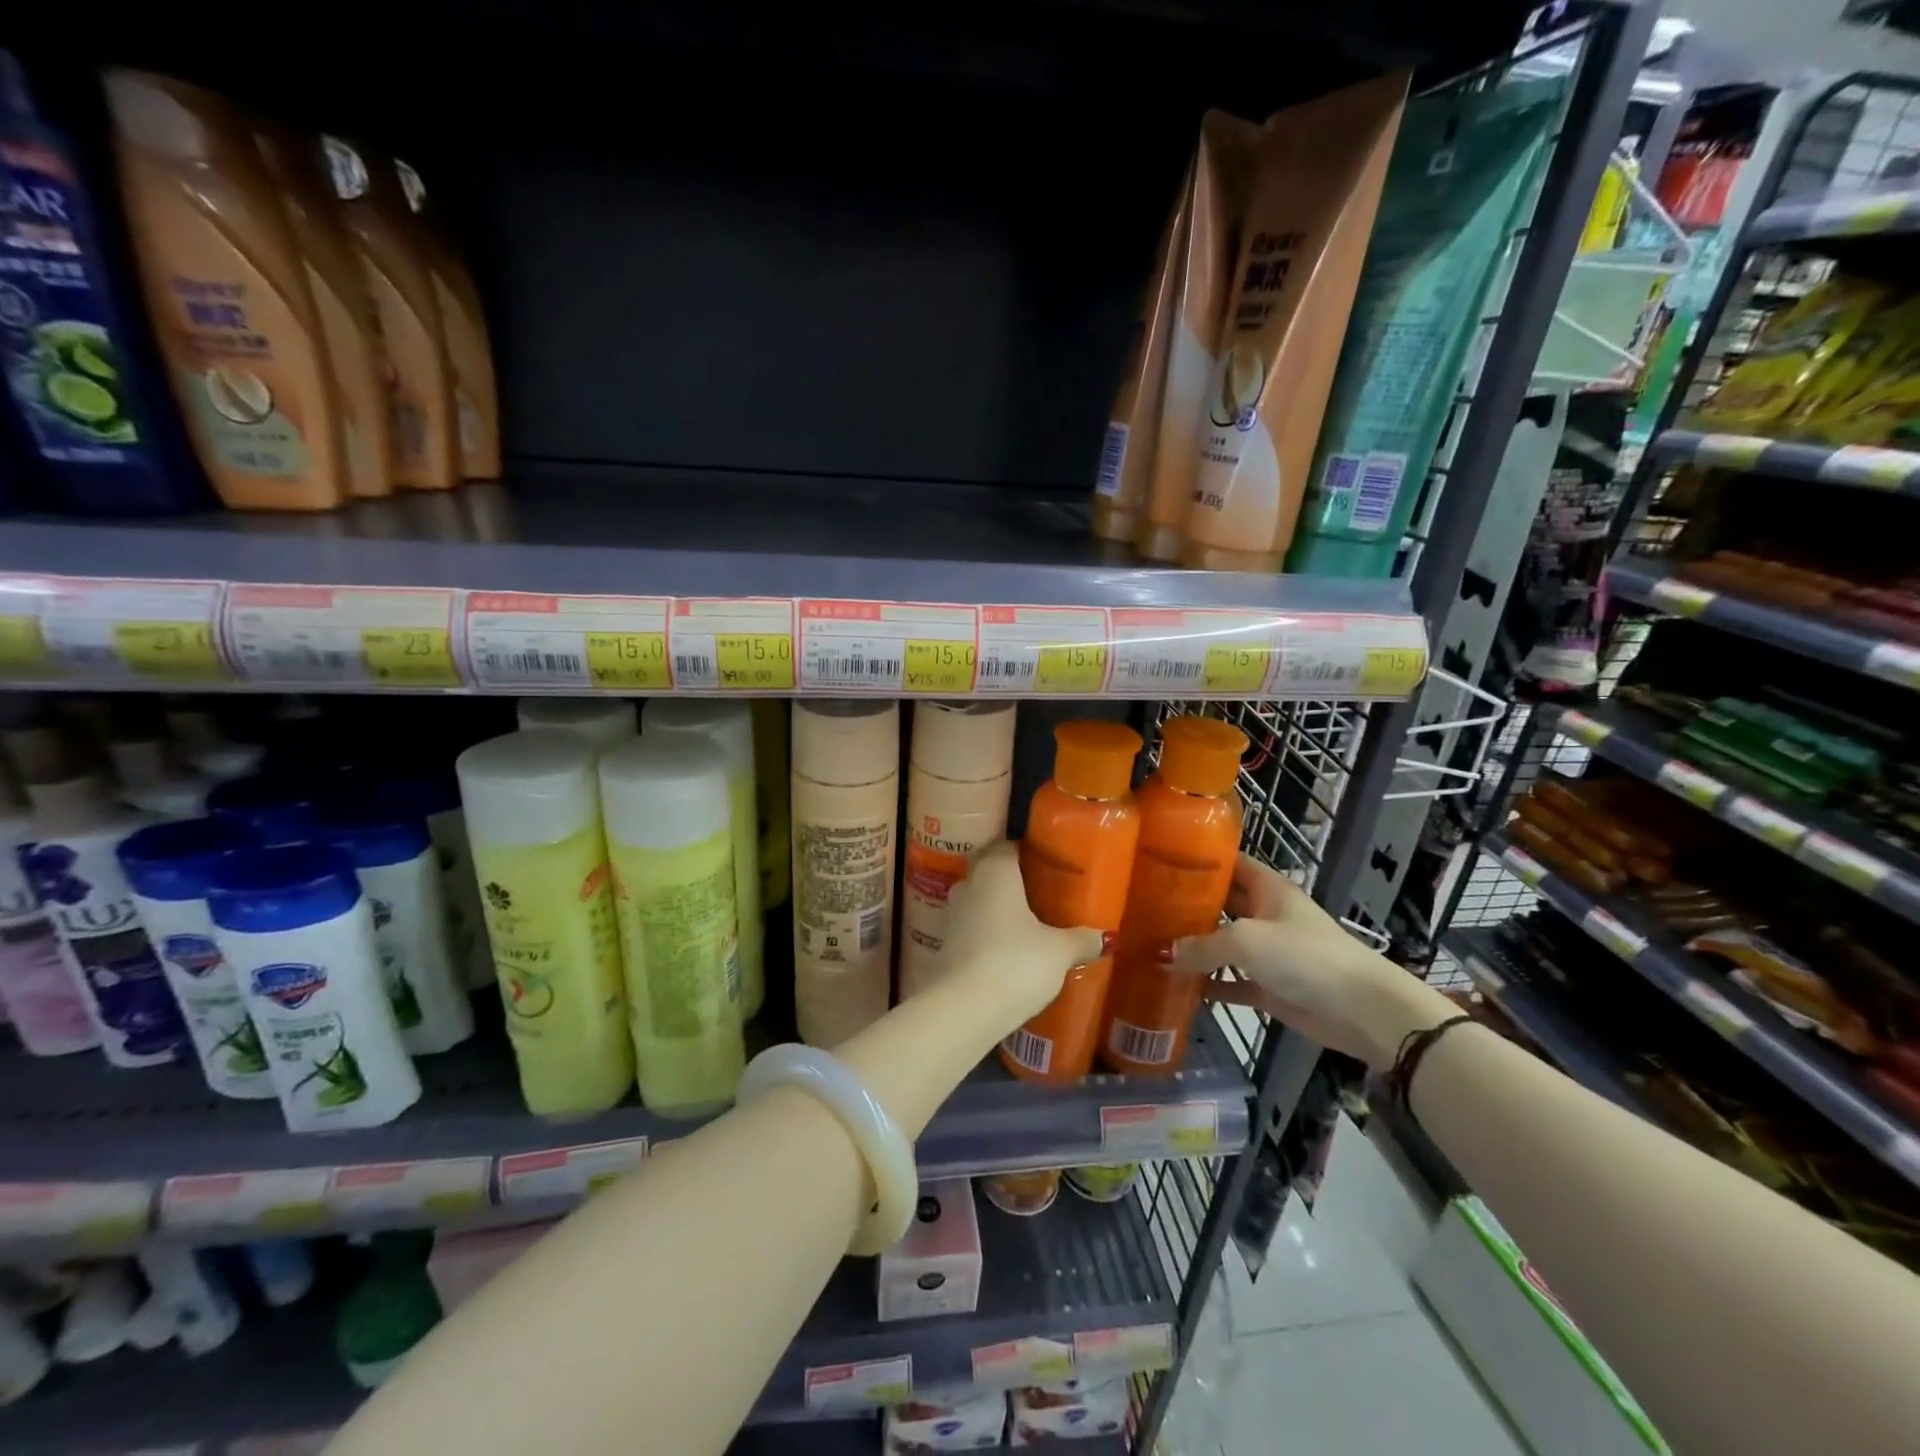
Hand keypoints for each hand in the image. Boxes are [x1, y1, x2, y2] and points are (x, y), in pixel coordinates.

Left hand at [942, 841, 1103, 1029]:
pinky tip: (1007, 946)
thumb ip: (1081, 940)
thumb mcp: (1058, 951)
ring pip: (978, 898)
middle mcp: (968, 884)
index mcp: (995, 871)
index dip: (1026, 849)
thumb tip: (1106, 937)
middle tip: (1040, 888)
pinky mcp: (945, 943)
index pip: (1007, 844)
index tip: (1047, 860)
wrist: (964, 1009)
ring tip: (1026, 918)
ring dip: (996, 905)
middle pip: (988, 868)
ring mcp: (952, 914)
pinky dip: (987, 930)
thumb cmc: (1015, 963)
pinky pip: (971, 925)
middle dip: (1010, 876)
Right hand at [1171, 854, 1455, 1069]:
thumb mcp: (1246, 941)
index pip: (1228, 863)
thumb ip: (1202, 945)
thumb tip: (1163, 953)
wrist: (1360, 1010)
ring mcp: (1267, 953)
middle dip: (1185, 905)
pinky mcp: (1268, 988)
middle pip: (1219, 904)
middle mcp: (1264, 915)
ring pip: (1221, 944)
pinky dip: (1207, 985)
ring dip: (1192, 947)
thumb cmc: (1304, 956)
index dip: (1197, 859)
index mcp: (1266, 889)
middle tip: (1141, 906)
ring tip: (1149, 944)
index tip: (1158, 860)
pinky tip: (1176, 986)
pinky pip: (1230, 982)